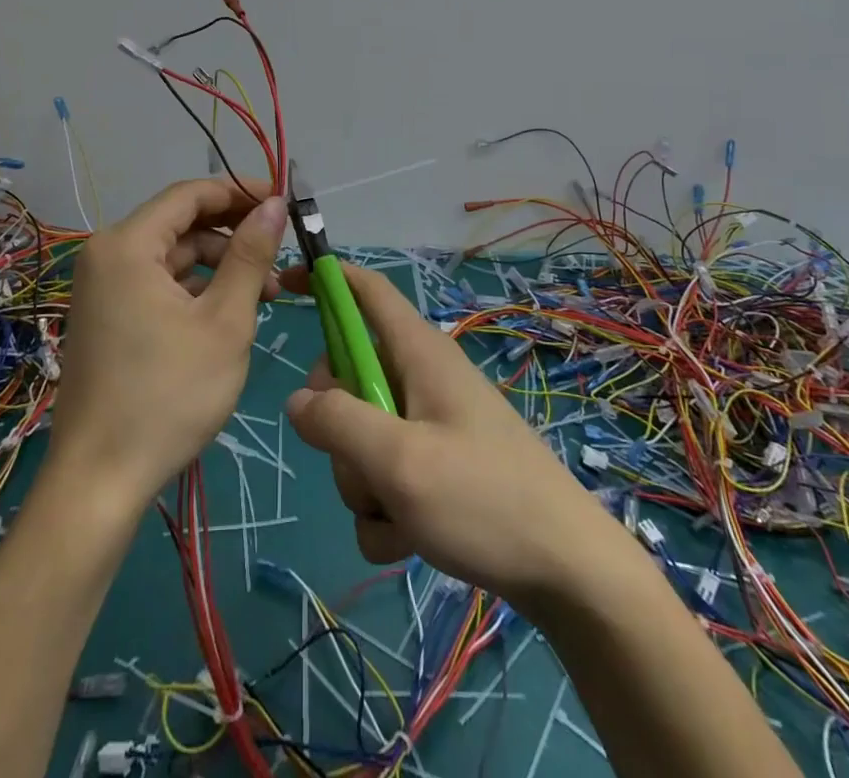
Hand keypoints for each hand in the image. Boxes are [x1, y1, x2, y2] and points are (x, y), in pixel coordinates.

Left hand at [51, 179, 287, 510]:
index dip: (240, 191)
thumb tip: (274, 204)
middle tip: (282, 252)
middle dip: (234, 234)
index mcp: (128, 245)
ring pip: (173, 256)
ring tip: (267, 294)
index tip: (283, 201)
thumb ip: (251, 255)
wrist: (100, 482)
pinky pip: (158, 283)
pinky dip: (196, 289)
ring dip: (220, 265)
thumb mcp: (225, 321)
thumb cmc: (168, 396)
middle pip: (181, 223)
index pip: (190, 194)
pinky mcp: (108, 316)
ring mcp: (103, 288)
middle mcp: (107, 255)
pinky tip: (230, 313)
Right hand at [282, 261, 612, 610]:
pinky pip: (382, 475)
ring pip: (359, 435)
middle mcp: (420, 378)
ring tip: (400, 513)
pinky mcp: (435, 464)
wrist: (565, 570)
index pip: (366, 291)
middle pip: (347, 376)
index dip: (326, 278)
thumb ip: (338, 423)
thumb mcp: (400, 461)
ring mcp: (428, 423)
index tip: (282, 284)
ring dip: (363, 482)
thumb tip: (297, 401)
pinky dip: (384, 509)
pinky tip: (410, 539)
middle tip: (365, 463)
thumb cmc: (484, 500)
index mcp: (418, 352)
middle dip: (338, 426)